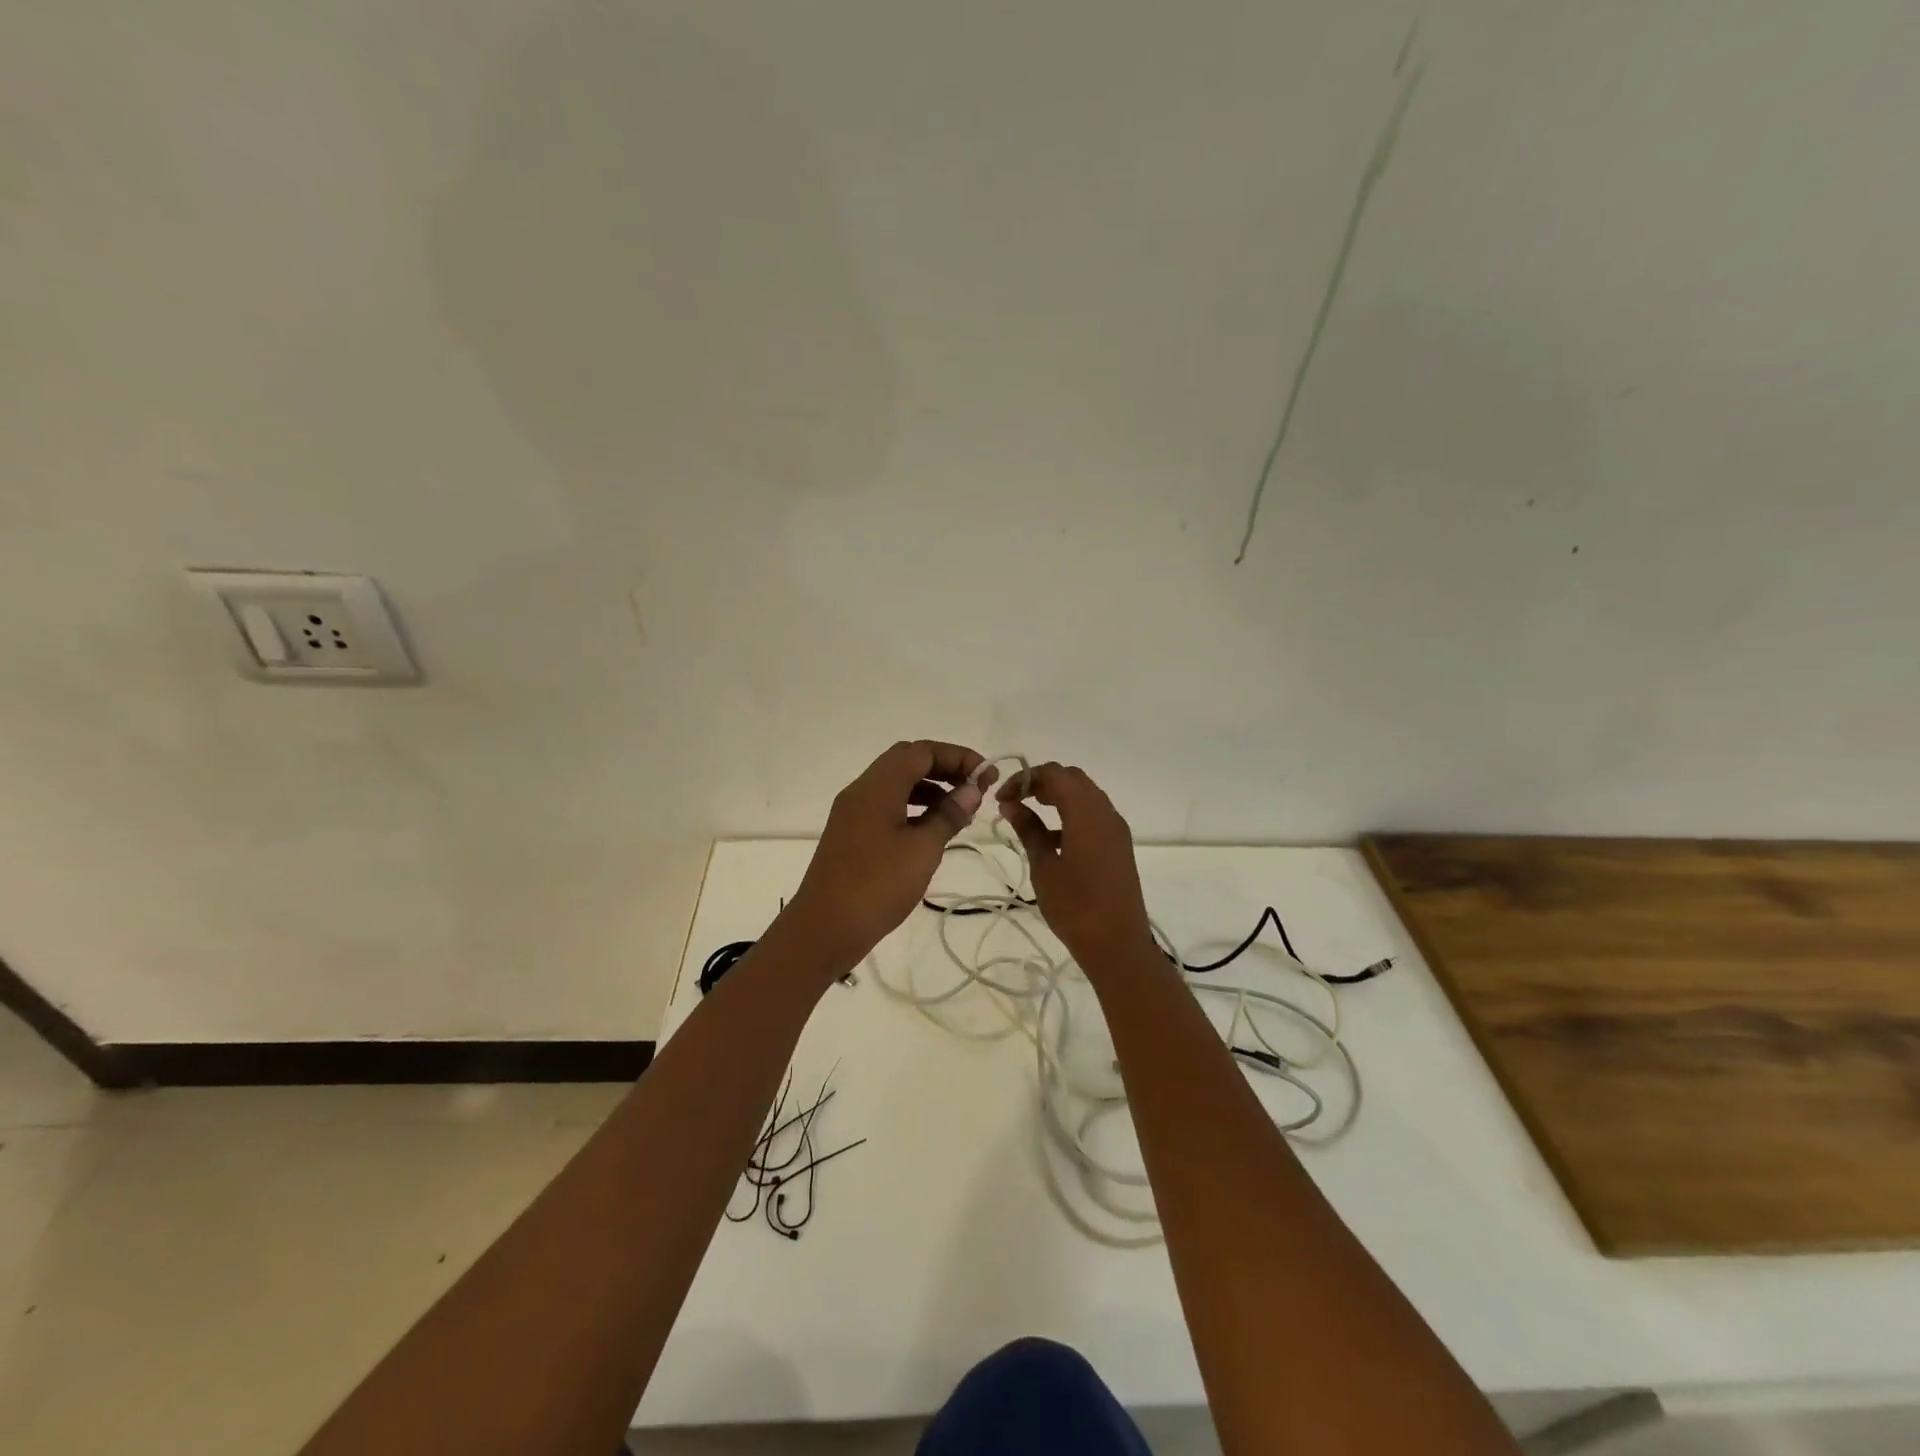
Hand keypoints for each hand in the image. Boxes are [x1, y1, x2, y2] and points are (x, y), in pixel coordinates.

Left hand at [787, 740, 991, 963]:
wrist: (824, 929)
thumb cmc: (877, 886)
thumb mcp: (922, 850)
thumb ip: (949, 814)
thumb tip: (972, 789)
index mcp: (877, 787)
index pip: (921, 751)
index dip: (957, 757)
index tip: (986, 776)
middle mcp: (861, 791)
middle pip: (907, 761)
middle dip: (944, 768)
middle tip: (974, 789)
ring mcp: (852, 812)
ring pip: (895, 783)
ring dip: (929, 787)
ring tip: (959, 811)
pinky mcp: (851, 833)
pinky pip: (886, 805)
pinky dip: (912, 807)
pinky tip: (931, 829)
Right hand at [997, 762, 1154, 967]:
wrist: (1118, 944)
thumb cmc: (1075, 907)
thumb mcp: (1044, 867)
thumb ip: (1028, 830)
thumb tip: (1011, 804)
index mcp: (1086, 813)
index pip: (1054, 774)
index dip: (1025, 778)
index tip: (1002, 798)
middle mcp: (1106, 812)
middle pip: (1072, 779)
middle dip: (1041, 782)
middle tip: (1014, 801)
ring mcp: (1116, 828)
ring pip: (1085, 795)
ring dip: (1057, 797)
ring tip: (1028, 815)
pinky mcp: (1119, 845)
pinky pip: (1094, 815)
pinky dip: (1071, 814)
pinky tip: (1051, 839)